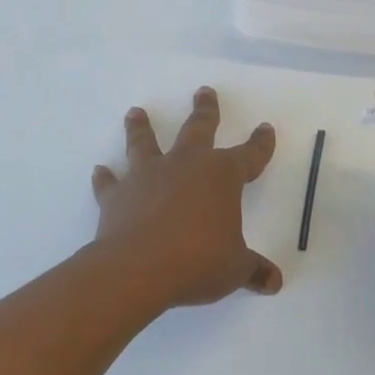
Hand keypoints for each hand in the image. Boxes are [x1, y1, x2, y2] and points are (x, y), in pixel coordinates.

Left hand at [91, 86, 281, 308]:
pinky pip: (110, 183)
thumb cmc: (197, 261)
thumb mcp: (234, 269)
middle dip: (204, 110)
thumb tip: (275, 283)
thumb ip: (253, 270)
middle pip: (198, 129)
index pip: (249, 155)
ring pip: (145, 143)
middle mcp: (184, 165)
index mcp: (221, 176)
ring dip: (140, 127)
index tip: (265, 129)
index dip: (260, 143)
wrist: (138, 268)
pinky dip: (104, 177)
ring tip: (135, 112)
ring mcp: (148, 176)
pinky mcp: (117, 195)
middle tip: (203, 91)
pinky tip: (99, 171)